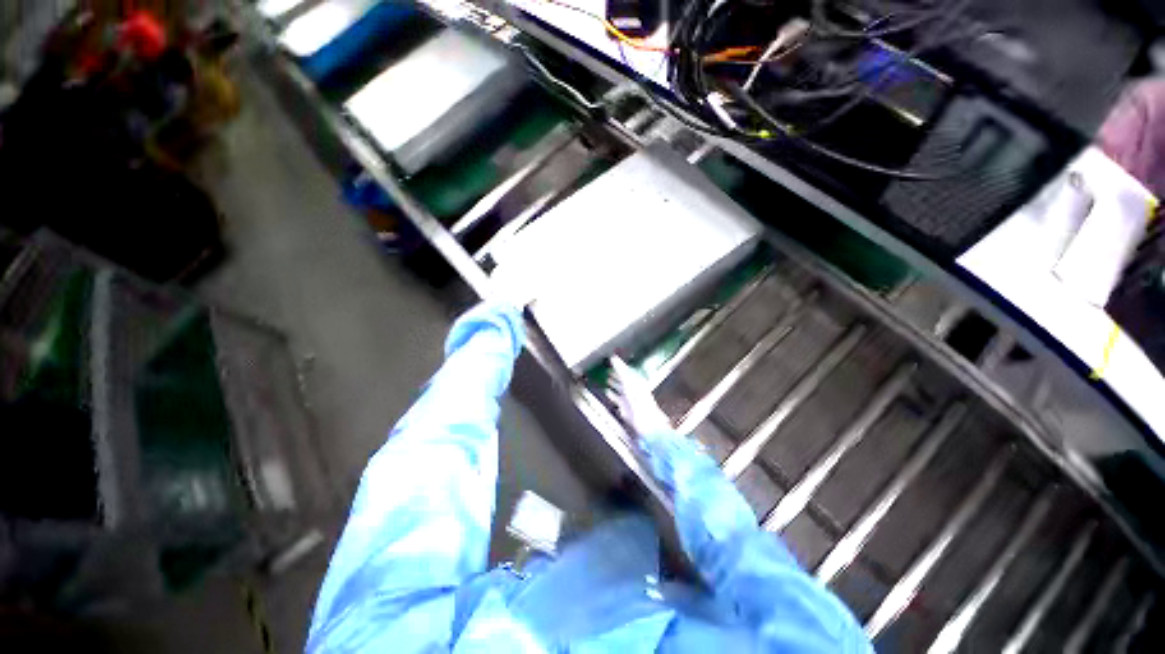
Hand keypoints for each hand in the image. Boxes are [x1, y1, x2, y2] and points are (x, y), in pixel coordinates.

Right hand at [607, 357, 673, 436]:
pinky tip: (608, 393)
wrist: (645, 421)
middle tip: (609, 370)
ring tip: (608, 380)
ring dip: (614, 385)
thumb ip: (620, 369)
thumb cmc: (639, 401)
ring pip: (621, 389)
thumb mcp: (628, 381)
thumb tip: (614, 357)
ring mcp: (630, 399)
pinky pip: (618, 399)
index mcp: (636, 381)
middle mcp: (634, 389)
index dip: (619, 366)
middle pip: (624, 379)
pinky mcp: (627, 408)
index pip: (626, 371)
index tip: (612, 360)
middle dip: (617, 375)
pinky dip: (613, 395)